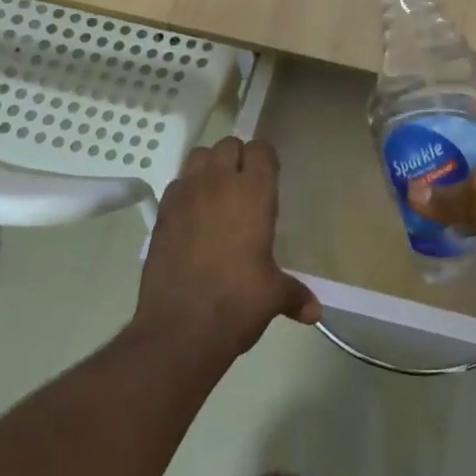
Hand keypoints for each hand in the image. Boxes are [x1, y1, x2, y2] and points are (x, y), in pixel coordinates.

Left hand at [136, 137, 319, 358]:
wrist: (180, 330)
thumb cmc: (237, 303)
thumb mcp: (273, 296)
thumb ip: (295, 295)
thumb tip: (314, 311)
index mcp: (253, 194)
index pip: (260, 150)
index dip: (265, 160)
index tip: (270, 178)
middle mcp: (218, 184)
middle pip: (227, 145)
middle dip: (237, 158)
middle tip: (245, 187)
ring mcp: (186, 197)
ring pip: (197, 157)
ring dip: (209, 167)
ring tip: (217, 193)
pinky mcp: (161, 215)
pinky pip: (176, 185)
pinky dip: (185, 191)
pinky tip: (192, 217)